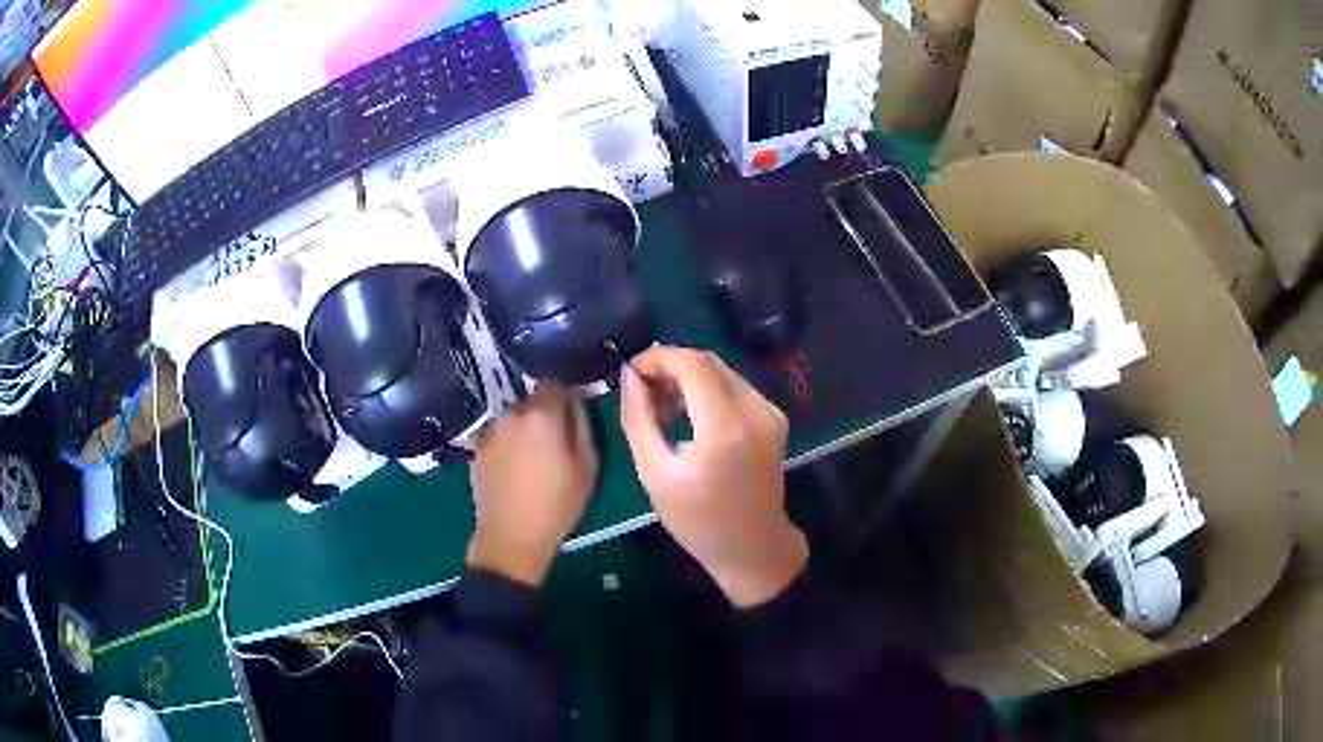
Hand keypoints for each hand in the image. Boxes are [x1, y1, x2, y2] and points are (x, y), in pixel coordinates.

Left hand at [468, 385, 597, 586]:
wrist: (511, 536)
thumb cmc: (558, 504)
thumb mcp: (587, 465)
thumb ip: (582, 424)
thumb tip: (576, 402)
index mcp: (542, 413)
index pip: (555, 383)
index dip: (566, 397)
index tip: (572, 418)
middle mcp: (512, 412)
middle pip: (533, 400)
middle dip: (545, 414)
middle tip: (554, 444)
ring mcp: (490, 429)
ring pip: (514, 418)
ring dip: (524, 429)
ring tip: (531, 460)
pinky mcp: (476, 447)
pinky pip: (498, 434)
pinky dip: (506, 443)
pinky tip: (512, 469)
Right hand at [620, 346, 806, 606]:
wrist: (753, 548)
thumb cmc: (698, 520)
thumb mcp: (655, 473)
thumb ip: (639, 418)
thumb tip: (629, 376)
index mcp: (725, 427)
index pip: (693, 364)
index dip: (658, 358)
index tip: (631, 371)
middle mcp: (755, 410)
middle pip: (709, 362)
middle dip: (671, 366)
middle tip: (642, 389)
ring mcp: (770, 412)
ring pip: (722, 372)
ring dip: (688, 377)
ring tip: (661, 405)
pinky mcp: (774, 418)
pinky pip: (735, 388)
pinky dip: (708, 390)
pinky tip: (689, 414)